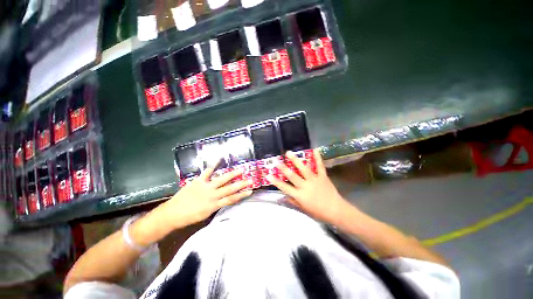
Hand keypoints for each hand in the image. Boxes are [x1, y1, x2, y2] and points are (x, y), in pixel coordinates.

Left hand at [158, 168, 251, 227]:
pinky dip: (214, 165)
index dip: (242, 195)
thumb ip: (215, 205)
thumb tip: (223, 199)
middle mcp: (212, 195)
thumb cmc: (189, 217)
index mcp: (214, 205)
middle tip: (251, 180)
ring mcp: (206, 187)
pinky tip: (219, 159)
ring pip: (222, 179)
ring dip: (233, 174)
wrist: (172, 214)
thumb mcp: (205, 214)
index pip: (231, 199)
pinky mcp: (198, 181)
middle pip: (230, 189)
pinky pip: (207, 172)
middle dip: (242, 184)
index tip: (250, 191)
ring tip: (241, 169)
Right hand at [267, 150, 351, 224]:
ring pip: (303, 168)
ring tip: (289, 153)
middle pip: (292, 176)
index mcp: (300, 195)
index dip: (275, 181)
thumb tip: (284, 195)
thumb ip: (293, 201)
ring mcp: (314, 180)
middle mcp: (305, 186)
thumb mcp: (304, 209)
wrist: (336, 210)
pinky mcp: (323, 176)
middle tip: (276, 161)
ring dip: (295, 160)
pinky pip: (320, 166)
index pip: (285, 187)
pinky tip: (314, 150)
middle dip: (283, 168)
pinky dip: (317, 158)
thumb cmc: (319, 212)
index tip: (268, 175)